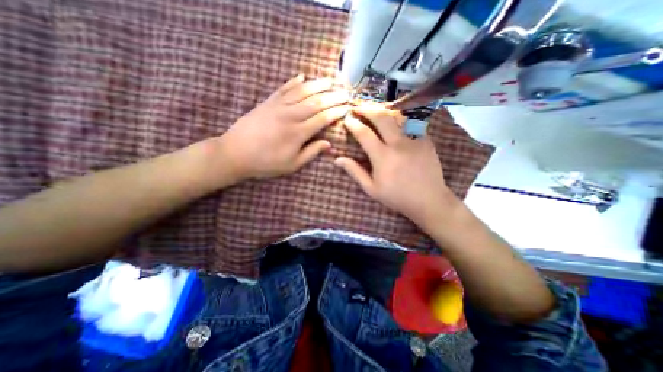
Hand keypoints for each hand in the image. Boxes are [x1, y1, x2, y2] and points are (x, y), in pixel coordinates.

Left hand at [220, 73, 351, 181]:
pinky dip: (293, 82)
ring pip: (302, 92)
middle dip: (333, 96)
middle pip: (316, 102)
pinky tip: (302, 76)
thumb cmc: (266, 163)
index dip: (336, 112)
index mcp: (298, 133)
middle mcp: (291, 115)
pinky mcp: (267, 103)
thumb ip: (311, 152)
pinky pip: (283, 89)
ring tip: (330, 80)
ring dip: (318, 85)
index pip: (323, 118)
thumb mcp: (292, 164)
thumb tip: (328, 144)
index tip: (347, 107)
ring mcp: (278, 106)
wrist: (235, 154)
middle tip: (345, 92)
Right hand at [334, 103, 458, 230]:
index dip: (353, 124)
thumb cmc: (397, 197)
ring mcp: (414, 139)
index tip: (347, 119)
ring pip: (397, 116)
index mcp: (383, 157)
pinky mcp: (426, 140)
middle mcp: (398, 144)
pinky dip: (399, 119)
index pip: (364, 133)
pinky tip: (394, 122)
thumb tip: (338, 159)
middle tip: (358, 107)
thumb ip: (355, 172)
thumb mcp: (372, 188)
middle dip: (367, 108)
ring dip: (383, 111)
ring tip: (374, 110)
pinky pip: (411, 123)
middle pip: (381, 117)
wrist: (429, 200)